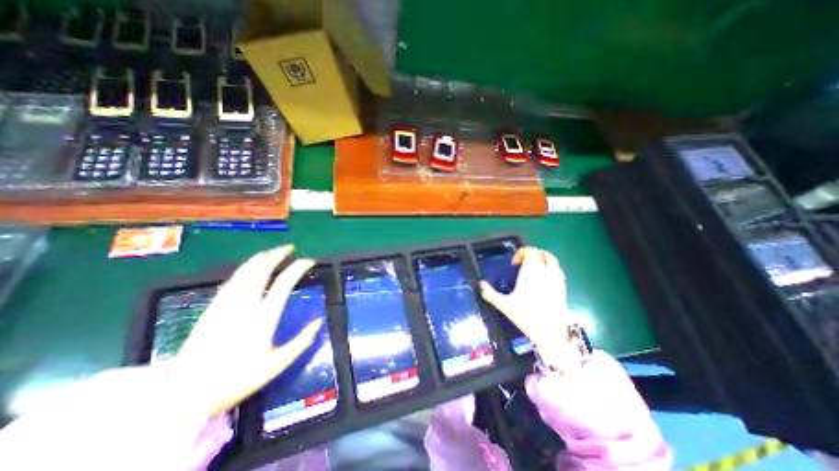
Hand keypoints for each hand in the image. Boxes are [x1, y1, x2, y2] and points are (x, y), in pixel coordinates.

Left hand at [169, 245, 322, 416]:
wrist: (185, 396)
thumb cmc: (237, 380)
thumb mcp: (277, 364)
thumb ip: (301, 341)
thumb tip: (319, 321)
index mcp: (263, 318)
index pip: (284, 283)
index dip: (298, 268)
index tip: (310, 261)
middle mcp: (245, 306)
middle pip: (262, 271)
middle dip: (277, 255)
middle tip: (289, 248)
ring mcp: (225, 306)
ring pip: (244, 273)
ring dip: (259, 259)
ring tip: (271, 252)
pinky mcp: (211, 310)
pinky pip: (230, 282)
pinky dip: (243, 270)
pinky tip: (248, 268)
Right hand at [478, 246, 569, 366]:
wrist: (551, 334)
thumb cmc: (526, 316)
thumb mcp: (504, 305)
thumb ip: (490, 293)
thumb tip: (481, 284)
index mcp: (532, 272)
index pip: (531, 251)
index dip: (522, 252)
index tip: (514, 263)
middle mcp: (546, 272)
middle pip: (543, 254)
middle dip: (532, 255)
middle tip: (523, 264)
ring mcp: (557, 280)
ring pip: (553, 262)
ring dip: (543, 260)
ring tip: (533, 270)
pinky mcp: (563, 289)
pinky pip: (558, 272)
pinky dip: (550, 270)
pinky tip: (543, 281)